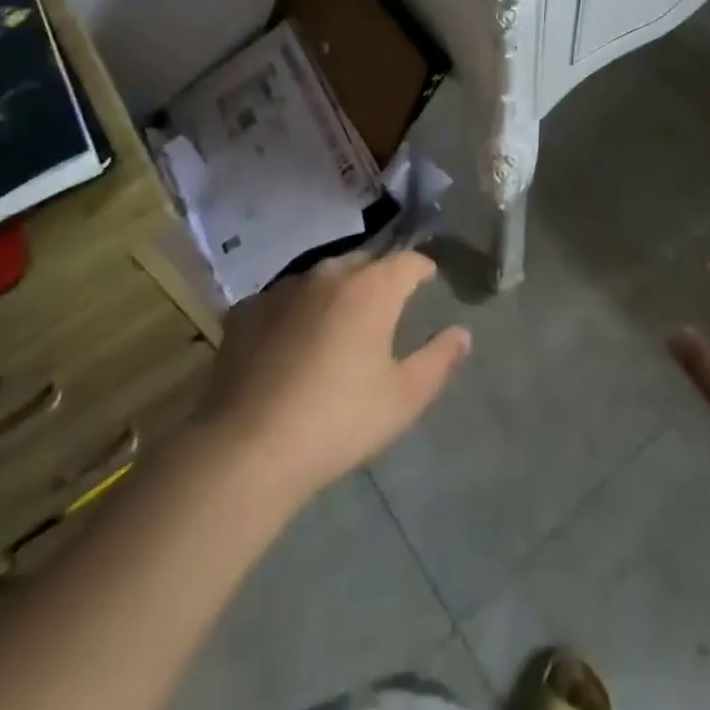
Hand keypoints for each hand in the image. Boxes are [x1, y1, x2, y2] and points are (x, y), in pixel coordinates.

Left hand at [199, 250, 470, 503]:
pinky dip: (293, 313)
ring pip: (320, 278)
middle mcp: (328, 274)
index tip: (427, 281)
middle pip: (363, 264)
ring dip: (334, 294)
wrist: (247, 449)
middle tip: (384, 310)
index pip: (408, 261)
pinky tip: (289, 344)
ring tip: (336, 326)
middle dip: (378, 280)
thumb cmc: (338, 421)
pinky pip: (282, 301)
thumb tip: (462, 333)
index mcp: (372, 288)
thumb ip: (438, 360)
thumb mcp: (403, 399)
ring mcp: (283, 289)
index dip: (421, 269)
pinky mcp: (246, 311)